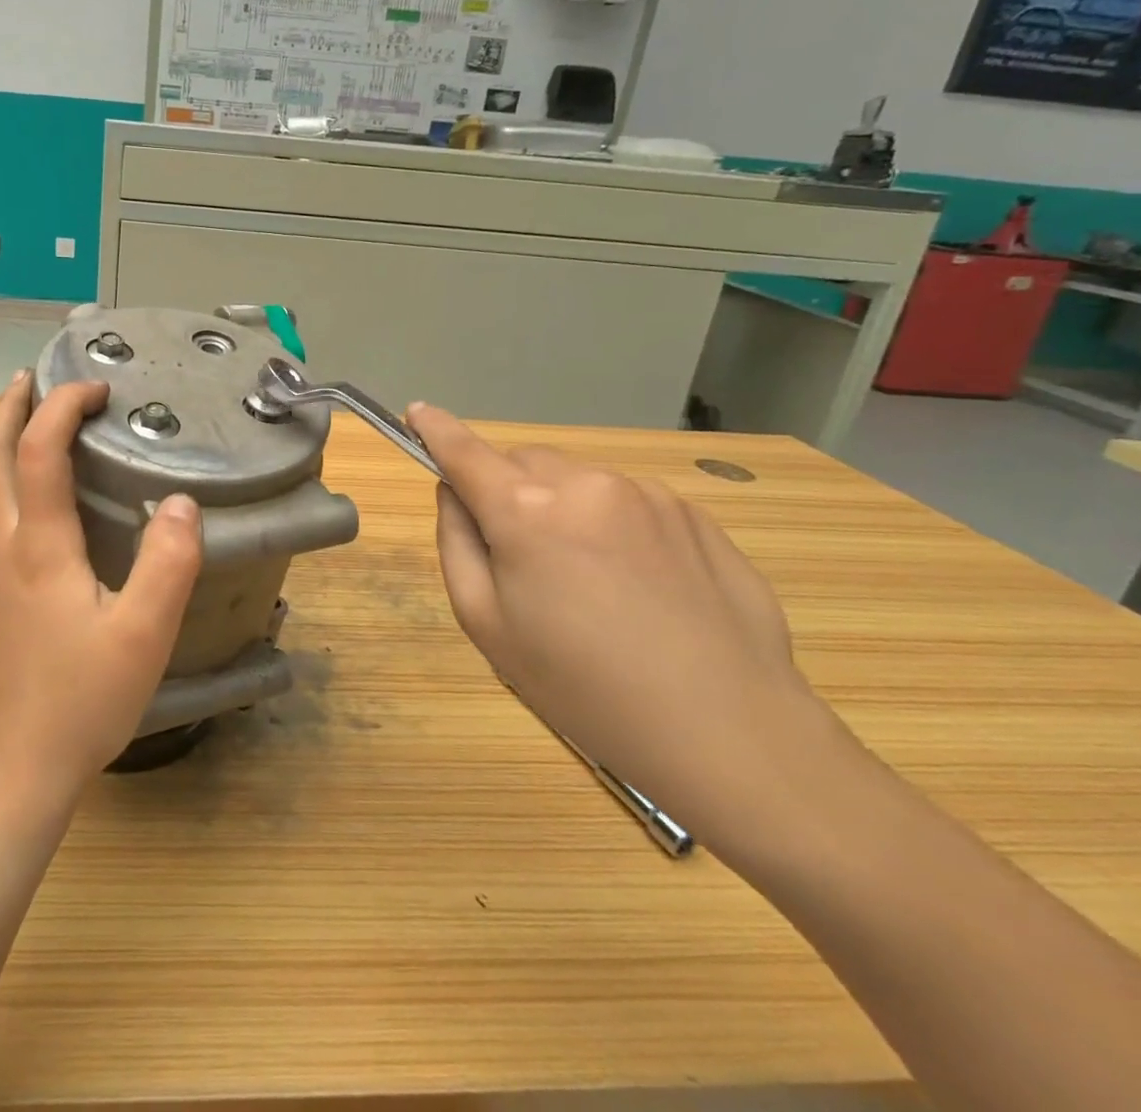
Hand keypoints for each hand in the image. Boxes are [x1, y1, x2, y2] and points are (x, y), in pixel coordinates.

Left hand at [0, 372, 202, 815]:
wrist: (16, 768)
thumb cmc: (82, 700)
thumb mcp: (144, 634)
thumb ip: (168, 563)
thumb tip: (179, 501)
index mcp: (38, 546)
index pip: (39, 451)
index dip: (63, 408)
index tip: (98, 389)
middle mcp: (1, 547)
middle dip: (9, 409)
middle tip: (34, 379)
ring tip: (26, 421)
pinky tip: (24, 496)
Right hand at [407, 402, 828, 843]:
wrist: (726, 730)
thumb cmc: (581, 685)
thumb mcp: (486, 624)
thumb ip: (457, 543)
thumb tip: (456, 493)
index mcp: (526, 509)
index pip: (464, 451)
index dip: (435, 429)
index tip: (416, 412)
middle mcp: (586, 483)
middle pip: (524, 463)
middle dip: (509, 491)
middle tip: (521, 557)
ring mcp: (648, 494)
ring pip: (579, 481)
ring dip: (564, 508)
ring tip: (590, 583)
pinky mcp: (696, 515)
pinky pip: (629, 502)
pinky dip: (612, 525)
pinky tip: (639, 588)